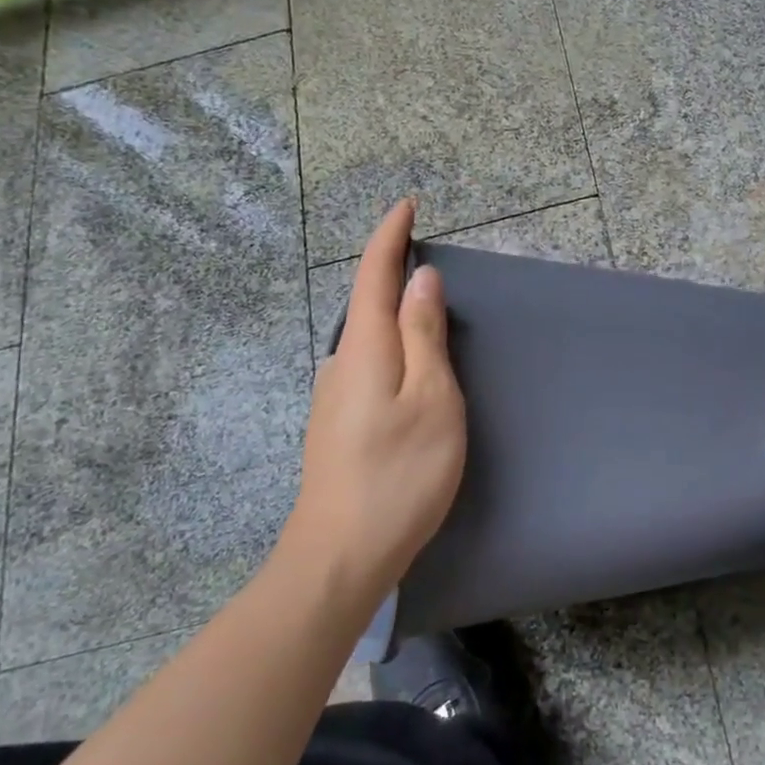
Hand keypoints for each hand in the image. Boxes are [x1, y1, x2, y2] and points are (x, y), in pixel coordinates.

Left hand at [283, 201, 465, 595]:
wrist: (339, 558)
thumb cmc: (399, 474)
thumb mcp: (431, 398)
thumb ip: (425, 336)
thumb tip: (421, 280)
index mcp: (365, 349)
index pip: (374, 275)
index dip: (390, 237)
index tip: (406, 206)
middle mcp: (341, 364)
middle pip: (366, 303)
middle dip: (390, 270)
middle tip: (419, 249)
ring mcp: (333, 397)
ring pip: (366, 337)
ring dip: (391, 310)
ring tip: (422, 305)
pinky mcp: (336, 424)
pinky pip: (367, 364)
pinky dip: (389, 345)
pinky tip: (406, 368)